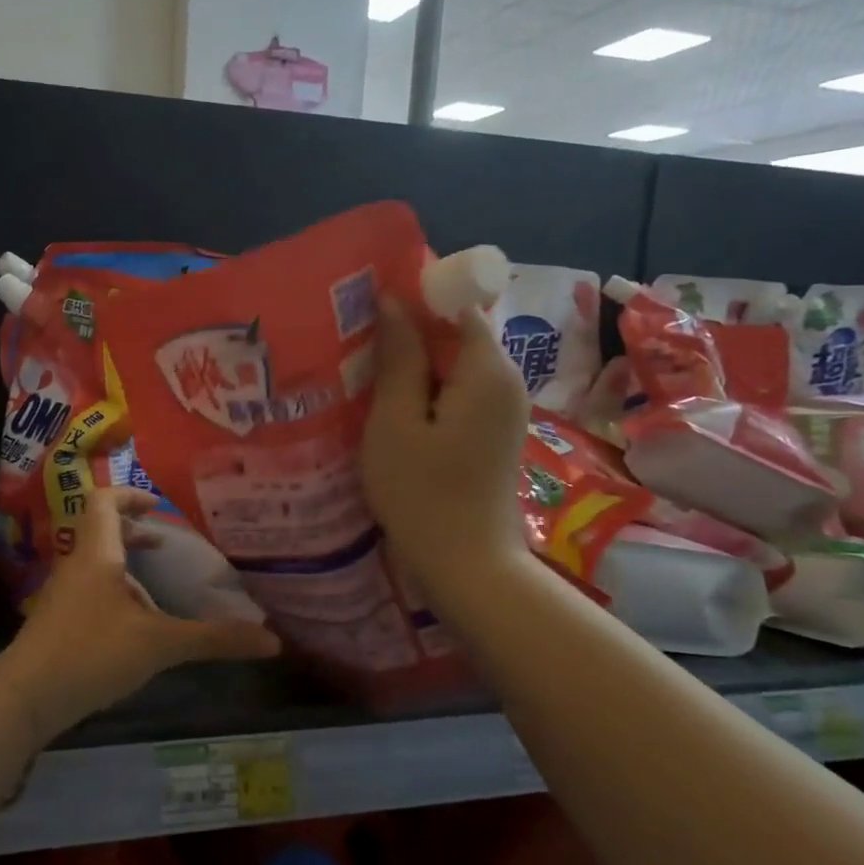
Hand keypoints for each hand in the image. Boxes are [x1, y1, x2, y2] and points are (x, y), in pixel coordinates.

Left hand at [0, 487, 279, 742]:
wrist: (23, 698)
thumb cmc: (91, 654)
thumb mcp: (159, 645)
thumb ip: (213, 640)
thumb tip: (272, 641)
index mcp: (96, 554)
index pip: (104, 501)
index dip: (130, 495)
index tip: (158, 507)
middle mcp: (75, 565)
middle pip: (100, 530)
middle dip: (132, 533)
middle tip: (164, 546)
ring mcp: (61, 594)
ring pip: (94, 563)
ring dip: (123, 565)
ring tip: (155, 590)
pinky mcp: (55, 621)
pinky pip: (88, 589)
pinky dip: (112, 591)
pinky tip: (132, 626)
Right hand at [362, 297, 529, 609]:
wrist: (467, 565)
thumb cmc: (422, 492)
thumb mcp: (396, 422)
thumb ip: (399, 358)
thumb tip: (394, 302)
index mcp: (487, 369)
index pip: (456, 305)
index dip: (414, 300)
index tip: (367, 309)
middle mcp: (506, 380)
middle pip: (457, 334)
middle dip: (410, 333)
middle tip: (357, 343)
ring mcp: (503, 409)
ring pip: (455, 365)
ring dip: (415, 365)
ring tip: (366, 373)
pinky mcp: (493, 433)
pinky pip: (459, 392)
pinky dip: (428, 391)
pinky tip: (392, 408)